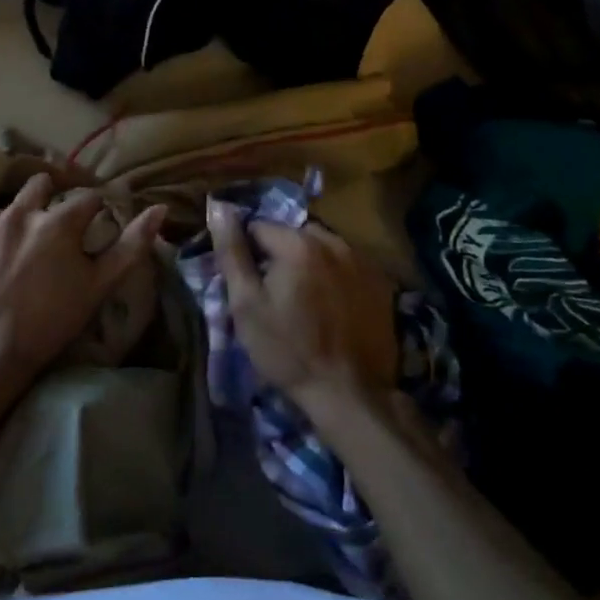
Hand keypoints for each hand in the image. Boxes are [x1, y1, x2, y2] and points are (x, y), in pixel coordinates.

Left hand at [0, 173, 164, 396]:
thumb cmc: (51, 320)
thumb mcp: (99, 286)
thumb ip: (131, 245)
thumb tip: (158, 209)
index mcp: (58, 221)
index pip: (88, 197)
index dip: (97, 209)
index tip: (97, 223)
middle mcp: (21, 212)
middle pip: (43, 183)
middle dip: (54, 195)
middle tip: (59, 224)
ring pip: (13, 205)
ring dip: (23, 217)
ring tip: (26, 247)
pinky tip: (0, 260)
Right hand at [208, 201, 397, 417]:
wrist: (349, 394)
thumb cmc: (288, 349)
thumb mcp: (246, 304)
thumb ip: (232, 252)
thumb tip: (218, 206)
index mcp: (298, 243)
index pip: (259, 227)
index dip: (248, 254)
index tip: (250, 284)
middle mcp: (333, 240)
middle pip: (293, 234)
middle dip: (280, 255)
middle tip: (276, 294)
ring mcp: (361, 260)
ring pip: (322, 247)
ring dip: (310, 262)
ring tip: (305, 301)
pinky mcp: (380, 281)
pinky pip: (347, 264)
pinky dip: (336, 275)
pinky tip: (332, 307)